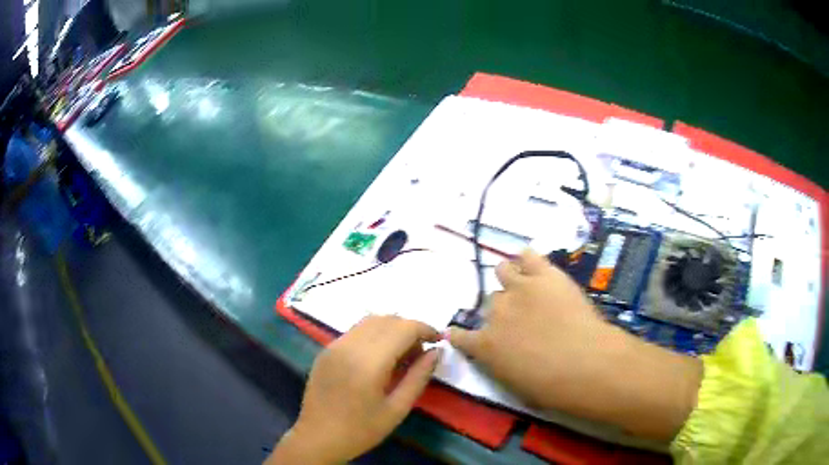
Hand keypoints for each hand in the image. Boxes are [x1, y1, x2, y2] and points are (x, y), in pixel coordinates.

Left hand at [269, 315, 440, 463]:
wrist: (317, 438)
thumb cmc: (361, 430)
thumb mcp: (397, 409)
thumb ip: (418, 377)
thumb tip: (436, 352)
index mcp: (368, 363)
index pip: (403, 328)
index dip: (425, 329)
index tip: (438, 341)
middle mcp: (349, 346)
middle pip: (387, 319)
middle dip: (409, 329)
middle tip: (420, 353)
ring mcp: (334, 345)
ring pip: (370, 321)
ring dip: (391, 329)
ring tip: (401, 355)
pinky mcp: (326, 350)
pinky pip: (355, 331)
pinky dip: (373, 334)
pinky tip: (378, 357)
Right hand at [448, 250, 701, 440]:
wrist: (585, 362)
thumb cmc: (551, 387)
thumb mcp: (516, 385)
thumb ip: (501, 364)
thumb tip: (502, 355)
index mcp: (485, 346)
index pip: (460, 337)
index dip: (459, 334)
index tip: (459, 333)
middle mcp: (496, 313)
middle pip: (490, 303)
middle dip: (501, 310)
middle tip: (519, 318)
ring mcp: (520, 289)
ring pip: (502, 271)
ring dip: (509, 279)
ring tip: (523, 286)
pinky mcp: (544, 274)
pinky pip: (528, 255)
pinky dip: (527, 259)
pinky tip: (532, 264)